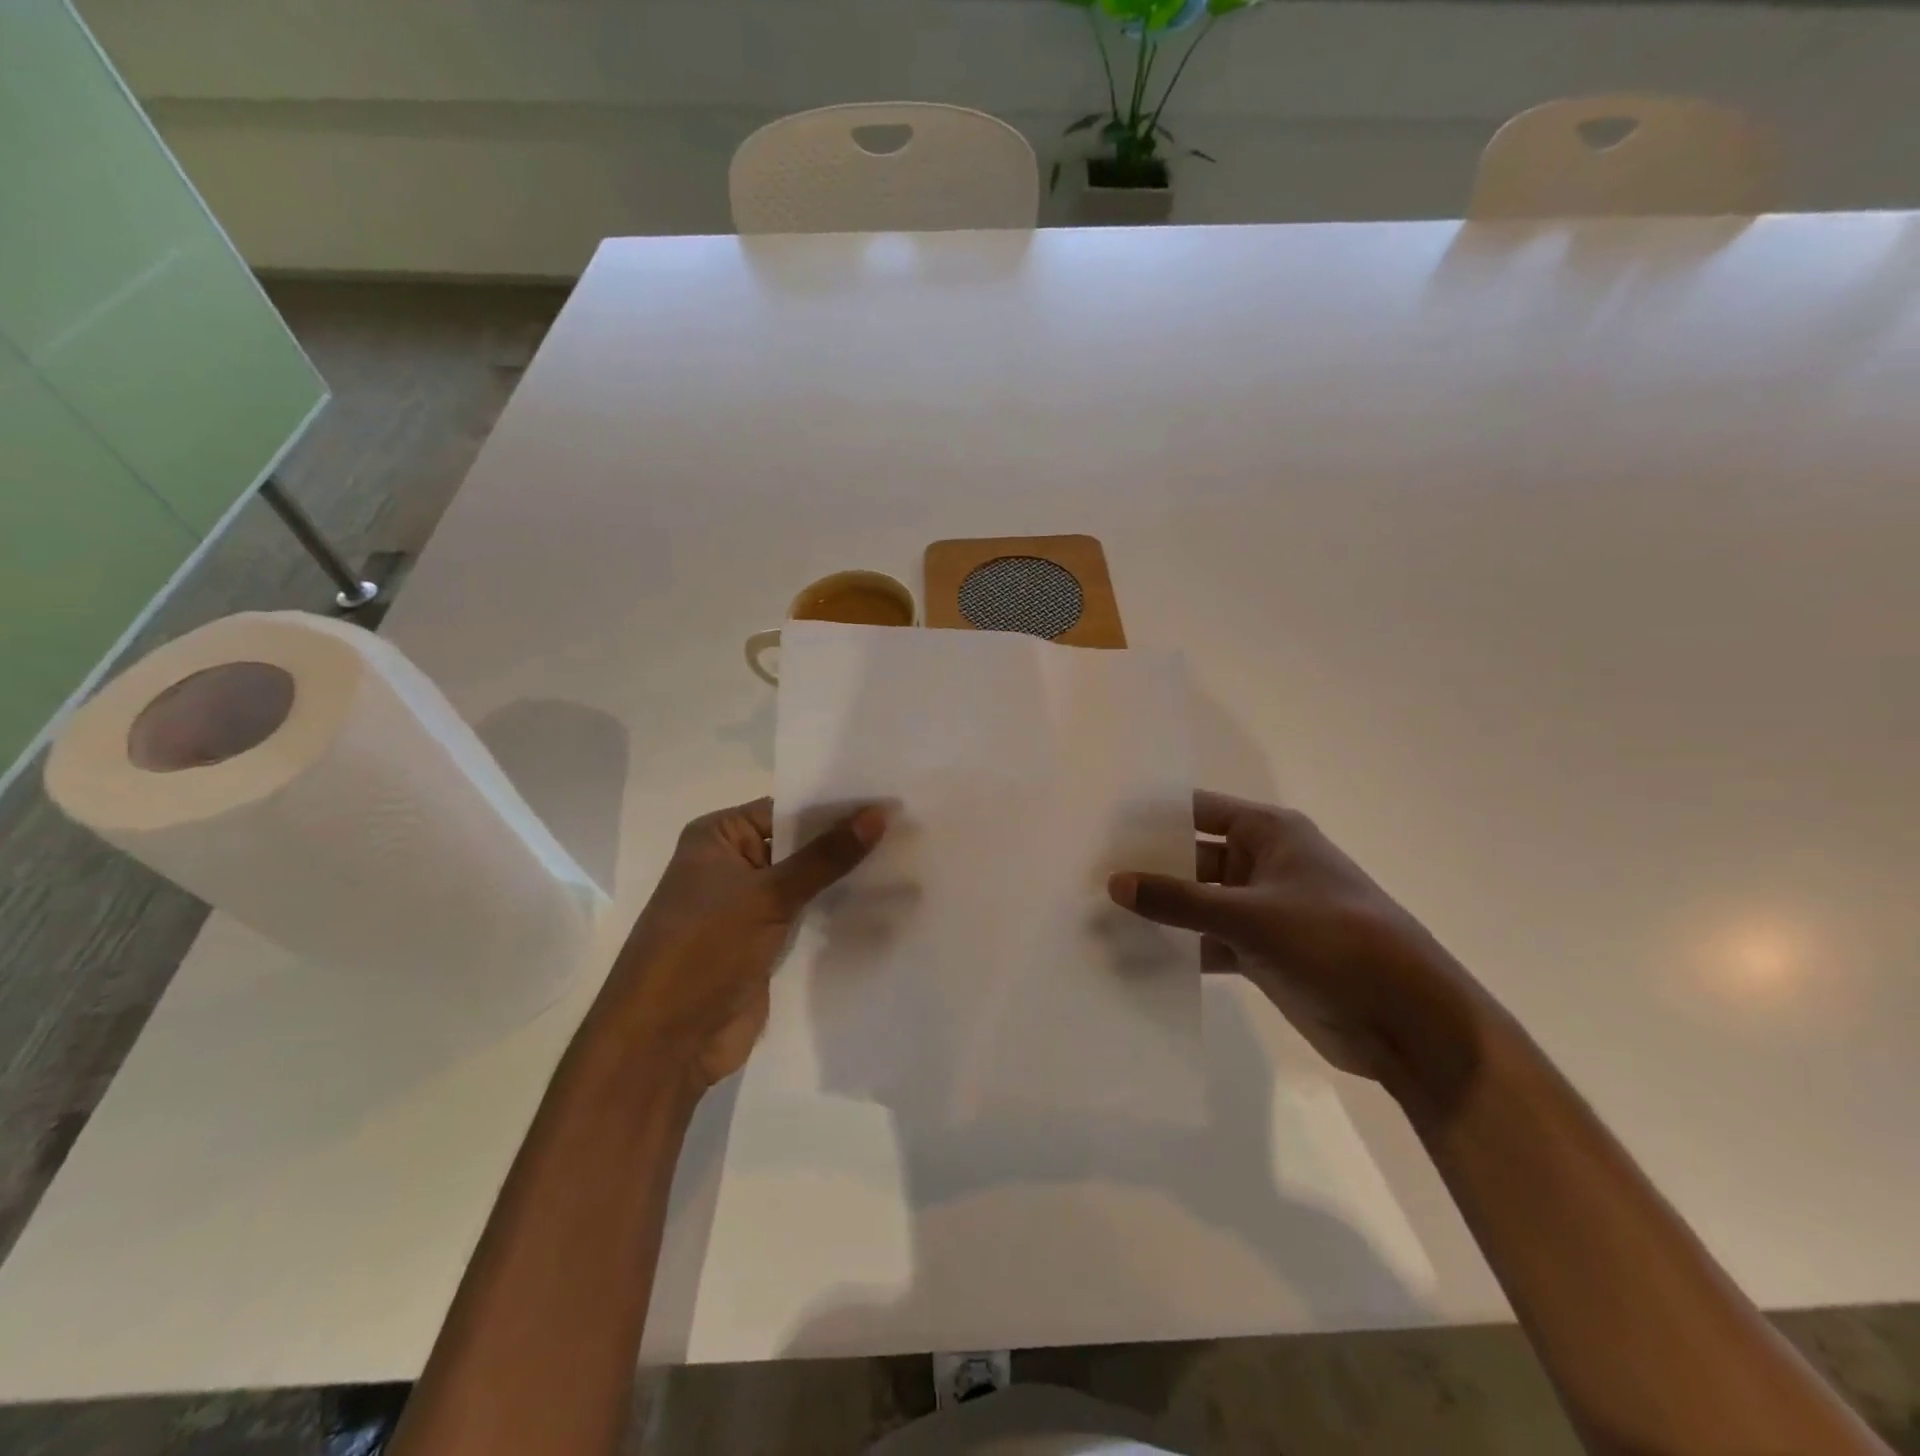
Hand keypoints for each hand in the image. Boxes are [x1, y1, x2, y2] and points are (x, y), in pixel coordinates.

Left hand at [600, 797, 886, 1088]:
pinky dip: (838, 912)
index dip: (836, 807)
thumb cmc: (703, 950)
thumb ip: (826, 856)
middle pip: (799, 845)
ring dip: (846, 879)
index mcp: (718, 837)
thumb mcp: (767, 895)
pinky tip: (886, 904)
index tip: (890, 801)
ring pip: (807, 883)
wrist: (664, 1044)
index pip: (787, 809)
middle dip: (847, 843)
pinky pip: (808, 917)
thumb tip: (881, 812)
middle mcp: (732, 864)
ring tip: (909, 861)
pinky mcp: (765, 944)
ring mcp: (749, 907)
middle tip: (910, 829)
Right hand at [1109, 791, 1496, 1113]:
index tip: (1100, 825)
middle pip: (1191, 857)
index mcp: (1269, 834)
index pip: (1197, 810)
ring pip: (1197, 903)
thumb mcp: (1252, 916)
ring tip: (1099, 919)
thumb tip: (1114, 883)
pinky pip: (1208, 942)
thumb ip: (1180, 901)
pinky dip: (1180, 949)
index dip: (1153, 817)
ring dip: (1159, 913)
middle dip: (1147, 869)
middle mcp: (1262, 864)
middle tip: (1087, 876)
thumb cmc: (1336, 942)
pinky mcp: (1262, 953)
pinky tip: (1136, 959)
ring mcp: (1262, 910)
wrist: (1408, 1021)